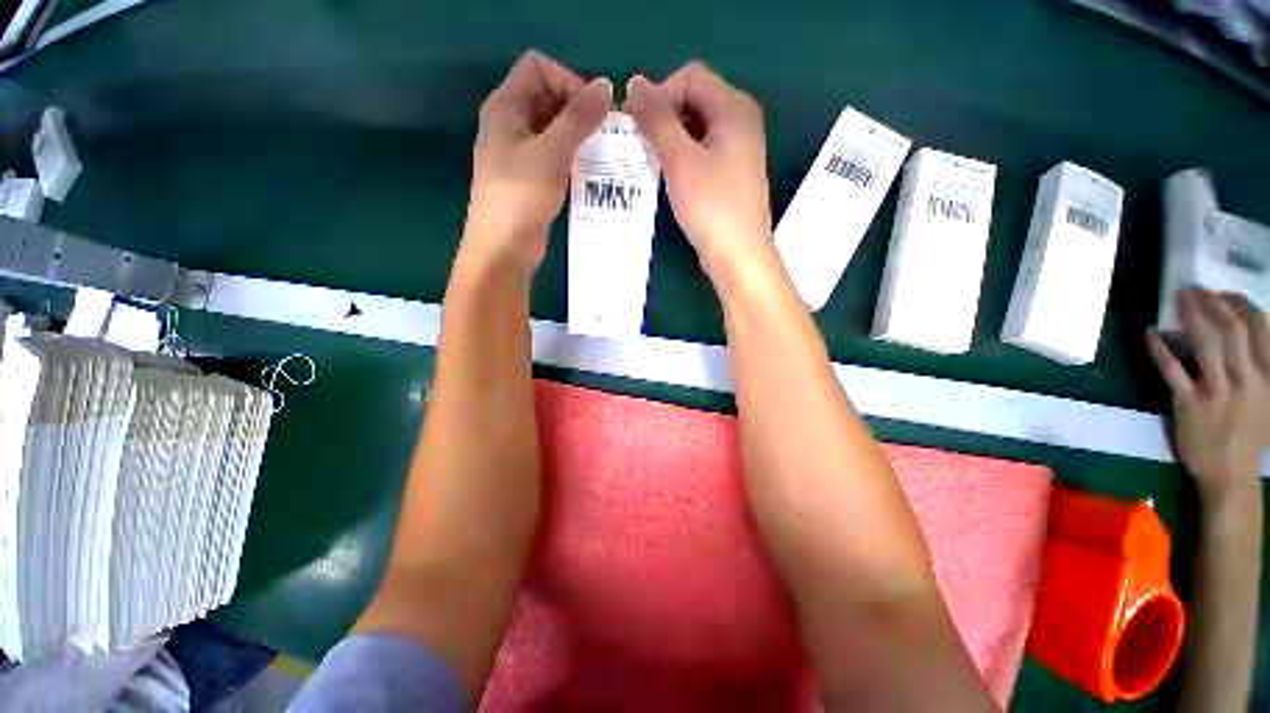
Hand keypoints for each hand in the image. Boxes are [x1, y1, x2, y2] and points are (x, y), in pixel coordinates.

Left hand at [463, 50, 611, 270]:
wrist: (505, 248)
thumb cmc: (520, 196)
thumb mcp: (551, 152)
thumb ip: (578, 119)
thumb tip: (606, 87)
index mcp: (506, 107)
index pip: (539, 68)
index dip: (567, 81)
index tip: (592, 112)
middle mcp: (512, 124)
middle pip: (549, 98)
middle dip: (579, 111)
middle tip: (607, 135)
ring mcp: (522, 154)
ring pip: (556, 130)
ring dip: (581, 138)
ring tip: (606, 155)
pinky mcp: (534, 179)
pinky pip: (558, 157)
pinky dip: (576, 159)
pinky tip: (594, 173)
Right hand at [622, 62, 772, 280]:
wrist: (738, 254)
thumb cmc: (711, 205)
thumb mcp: (680, 159)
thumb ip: (657, 119)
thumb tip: (635, 84)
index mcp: (734, 108)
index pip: (691, 76)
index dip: (661, 93)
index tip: (638, 124)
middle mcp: (741, 121)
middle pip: (695, 99)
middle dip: (664, 116)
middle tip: (640, 144)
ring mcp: (739, 150)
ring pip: (697, 128)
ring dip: (670, 139)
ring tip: (650, 161)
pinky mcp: (732, 174)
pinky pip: (703, 151)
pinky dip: (683, 157)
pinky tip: (668, 176)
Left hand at [1147, 289, 1269, 502]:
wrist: (1230, 475)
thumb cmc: (1249, 438)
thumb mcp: (1268, 401)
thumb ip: (1263, 371)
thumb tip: (1253, 340)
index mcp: (1265, 377)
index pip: (1258, 330)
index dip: (1239, 306)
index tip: (1224, 291)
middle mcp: (1244, 378)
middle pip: (1231, 330)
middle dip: (1214, 304)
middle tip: (1196, 288)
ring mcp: (1216, 390)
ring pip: (1205, 344)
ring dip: (1191, 317)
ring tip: (1179, 298)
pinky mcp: (1188, 402)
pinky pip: (1172, 370)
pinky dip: (1159, 349)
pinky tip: (1149, 332)